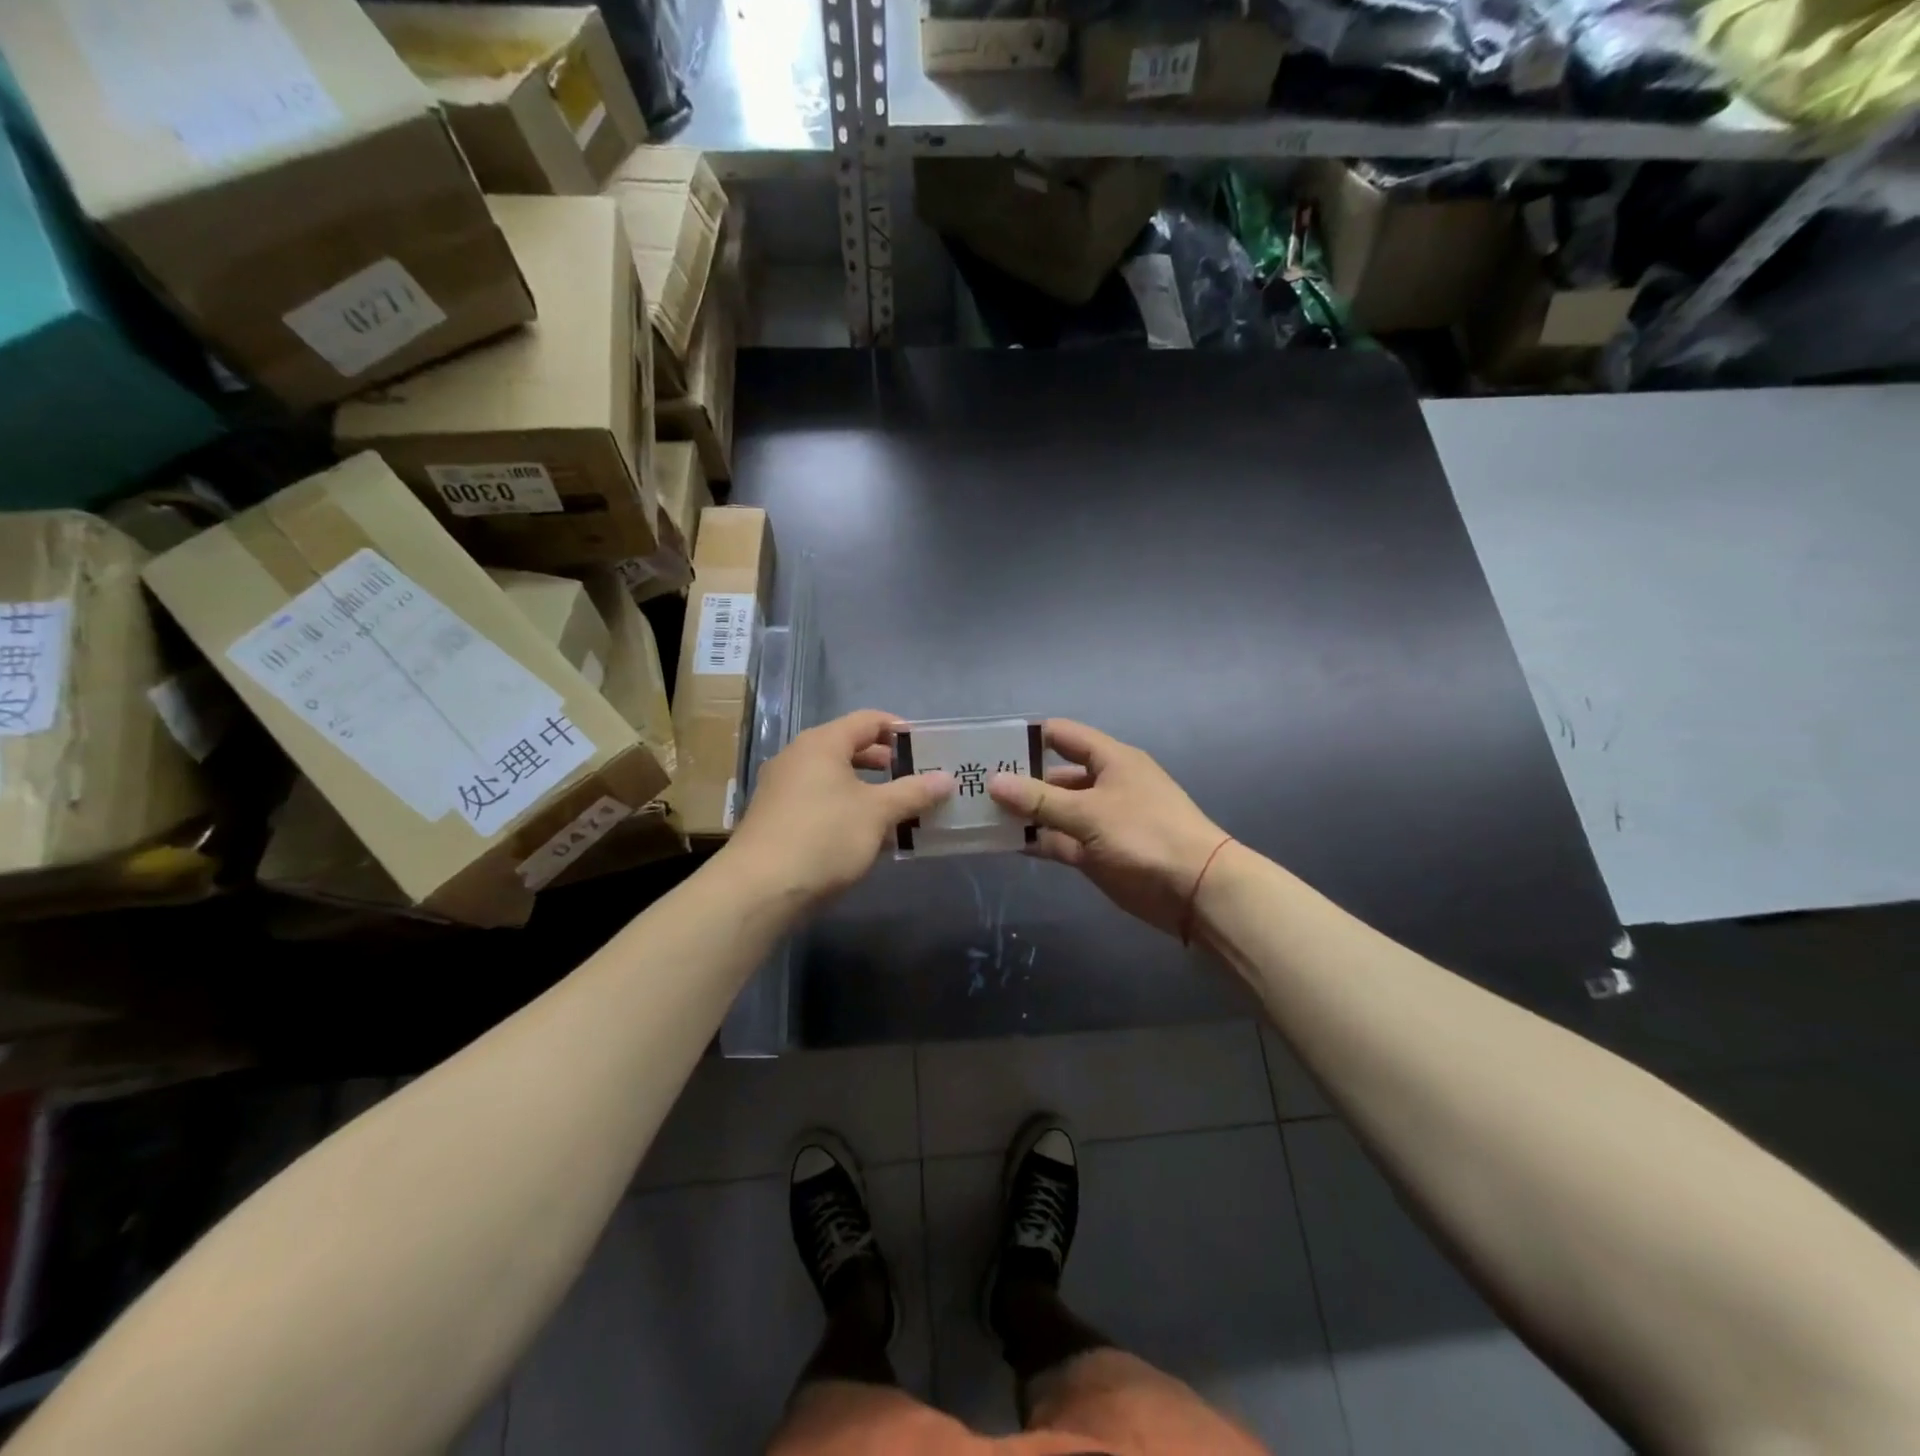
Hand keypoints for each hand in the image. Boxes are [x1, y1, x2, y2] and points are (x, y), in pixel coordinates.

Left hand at [725, 709, 953, 906]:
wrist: (759, 889)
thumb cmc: (824, 836)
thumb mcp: (877, 813)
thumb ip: (913, 792)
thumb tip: (946, 778)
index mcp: (822, 743)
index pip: (868, 720)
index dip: (900, 730)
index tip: (928, 748)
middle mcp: (798, 757)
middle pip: (850, 748)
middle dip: (887, 764)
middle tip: (917, 781)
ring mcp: (782, 788)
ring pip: (835, 779)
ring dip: (868, 791)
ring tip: (898, 812)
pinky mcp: (776, 819)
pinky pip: (820, 802)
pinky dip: (846, 810)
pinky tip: (866, 837)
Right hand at [989, 719, 1227, 936]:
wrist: (1195, 890)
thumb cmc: (1145, 835)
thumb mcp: (1089, 812)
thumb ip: (1040, 799)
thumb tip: (994, 781)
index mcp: (1110, 760)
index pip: (1063, 736)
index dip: (1028, 737)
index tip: (990, 746)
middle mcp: (1103, 785)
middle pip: (1054, 775)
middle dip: (1018, 780)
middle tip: (974, 786)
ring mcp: (1099, 821)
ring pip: (1054, 811)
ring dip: (1024, 814)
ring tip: (980, 815)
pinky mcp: (1096, 853)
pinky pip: (1059, 840)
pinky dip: (1036, 841)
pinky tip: (1004, 843)